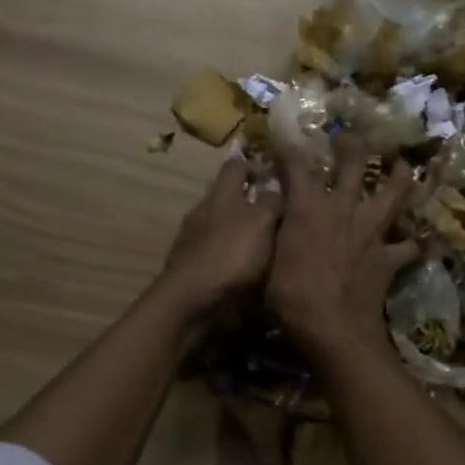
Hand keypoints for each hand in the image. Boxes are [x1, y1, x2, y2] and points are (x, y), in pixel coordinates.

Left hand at [160, 157, 282, 313]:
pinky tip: (241, 269)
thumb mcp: (261, 223)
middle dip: (249, 203)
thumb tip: (274, 190)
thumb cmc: (231, 255)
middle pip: (227, 197)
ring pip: (220, 225)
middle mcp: (203, 211)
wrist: (190, 299)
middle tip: (275, 217)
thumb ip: (271, 202)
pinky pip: (213, 250)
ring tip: (263, 247)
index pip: (235, 166)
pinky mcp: (188, 263)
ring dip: (238, 231)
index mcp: (221, 195)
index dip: (254, 166)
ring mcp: (192, 238)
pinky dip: (227, 254)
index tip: (273, 177)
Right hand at [268, 133, 418, 362]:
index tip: (284, 141)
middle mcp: (343, 209)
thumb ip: (276, 236)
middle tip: (349, 139)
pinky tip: (418, 241)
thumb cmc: (289, 296)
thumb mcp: (268, 262)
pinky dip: (414, 242)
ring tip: (404, 166)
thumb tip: (273, 220)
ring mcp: (372, 231)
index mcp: (307, 208)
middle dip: (352, 146)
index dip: (288, 150)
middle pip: (354, 164)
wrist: (333, 328)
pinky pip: (409, 246)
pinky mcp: (389, 257)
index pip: (296, 166)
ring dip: (400, 176)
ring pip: (394, 193)